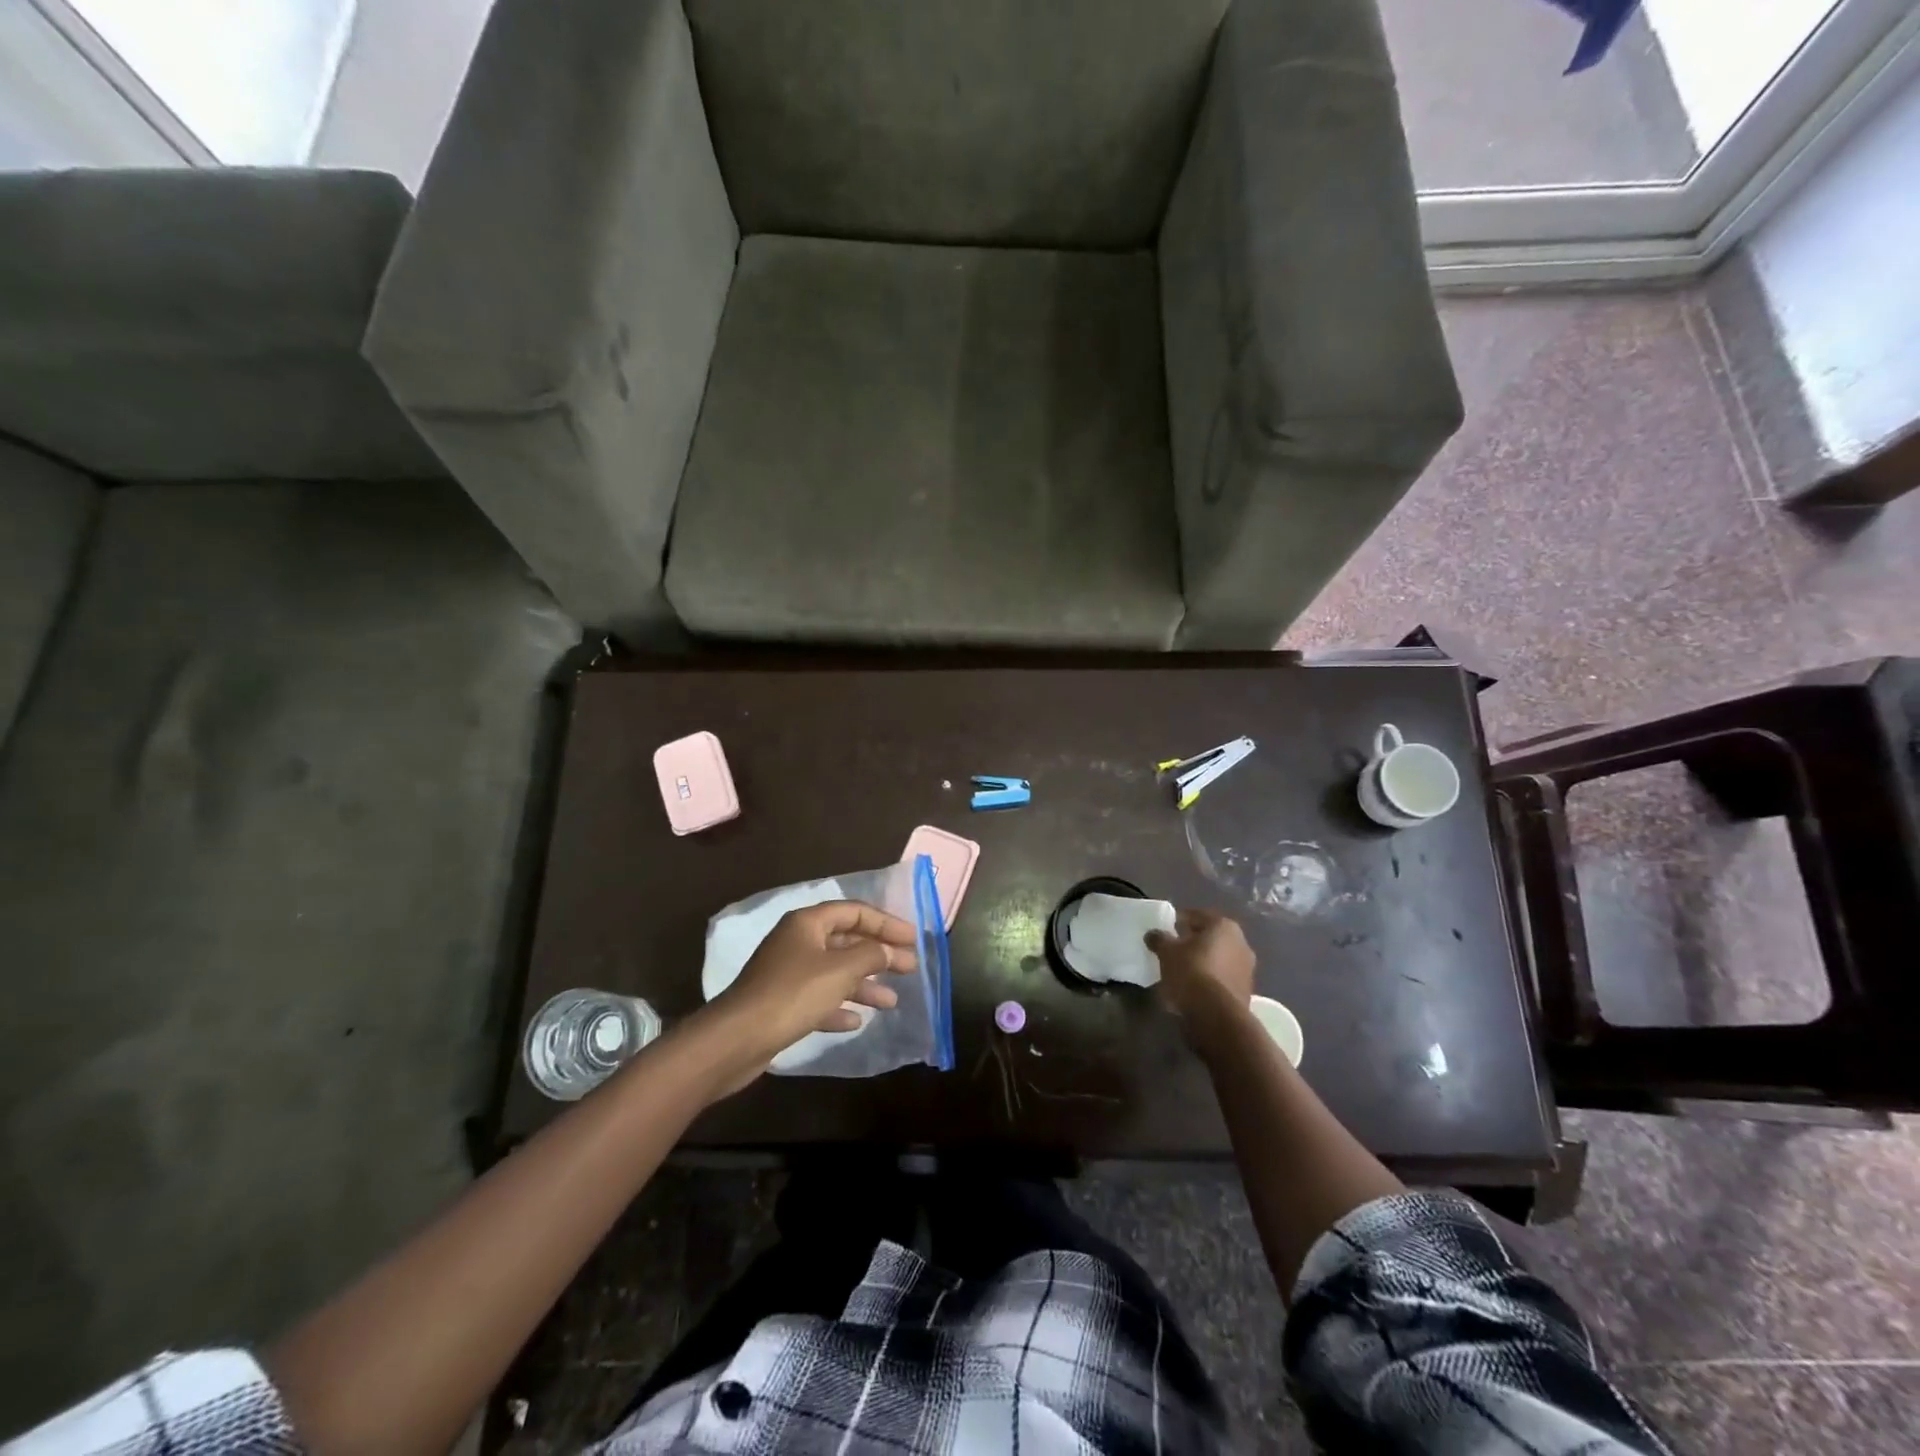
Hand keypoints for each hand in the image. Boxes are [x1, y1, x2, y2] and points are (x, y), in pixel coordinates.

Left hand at [701, 901, 917, 1090]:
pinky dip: (839, 1006)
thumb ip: (870, 955)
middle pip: (846, 941)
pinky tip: (857, 1021)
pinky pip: (819, 999)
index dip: (886, 923)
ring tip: (891, 1002)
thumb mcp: (839, 970)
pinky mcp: (782, 1004)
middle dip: (879, 954)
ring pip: (835, 972)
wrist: (737, 1039)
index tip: (913, 939)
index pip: (854, 912)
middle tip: (910, 968)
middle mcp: (797, 942)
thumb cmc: (792, 994)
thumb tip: (888, 950)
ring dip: (864, 984)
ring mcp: (788, 973)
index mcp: (807, 923)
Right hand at [1145, 908, 1254, 1039]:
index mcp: (1224, 926)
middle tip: (1173, 950)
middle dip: (1193, 943)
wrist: (1216, 1016)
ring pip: (1218, 959)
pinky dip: (1210, 980)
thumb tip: (1153, 934)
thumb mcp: (1166, 952)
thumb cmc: (1191, 972)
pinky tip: (1194, 989)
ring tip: (1181, 972)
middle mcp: (1242, 943)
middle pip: (1211, 938)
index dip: (1179, 921)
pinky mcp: (1246, 992)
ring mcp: (1247, 969)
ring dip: (1203, 963)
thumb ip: (1159, 939)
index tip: (1165, 930)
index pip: (1197, 916)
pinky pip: (1222, 979)